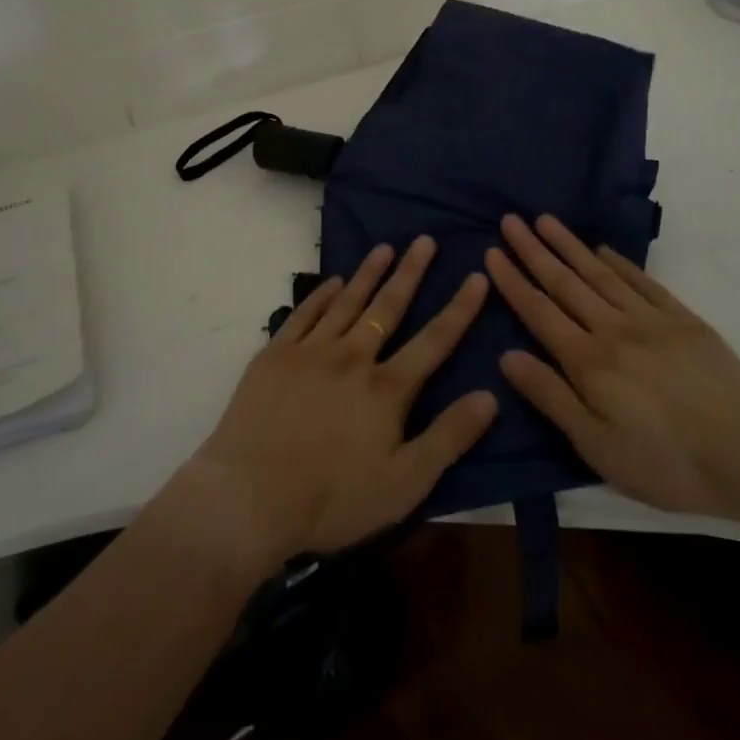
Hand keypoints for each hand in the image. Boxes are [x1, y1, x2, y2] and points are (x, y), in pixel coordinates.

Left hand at [177, 237, 497, 570]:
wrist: (248, 497)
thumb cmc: (331, 499)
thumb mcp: (404, 484)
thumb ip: (448, 438)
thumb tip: (490, 395)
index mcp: (386, 388)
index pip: (434, 340)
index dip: (460, 308)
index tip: (477, 276)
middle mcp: (353, 357)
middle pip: (389, 306)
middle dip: (411, 272)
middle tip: (425, 240)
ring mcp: (311, 352)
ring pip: (347, 302)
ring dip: (368, 273)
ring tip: (385, 248)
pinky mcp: (275, 355)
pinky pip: (305, 314)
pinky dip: (321, 295)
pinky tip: (332, 282)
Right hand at [485, 213, 739, 521]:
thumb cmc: (667, 462)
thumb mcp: (597, 447)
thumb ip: (551, 397)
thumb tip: (507, 356)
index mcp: (588, 361)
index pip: (539, 312)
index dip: (513, 281)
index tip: (492, 252)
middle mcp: (612, 329)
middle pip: (565, 283)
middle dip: (533, 250)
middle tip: (510, 220)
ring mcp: (650, 319)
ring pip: (599, 274)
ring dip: (569, 245)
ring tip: (545, 220)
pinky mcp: (683, 320)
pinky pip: (642, 282)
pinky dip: (620, 262)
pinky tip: (603, 250)